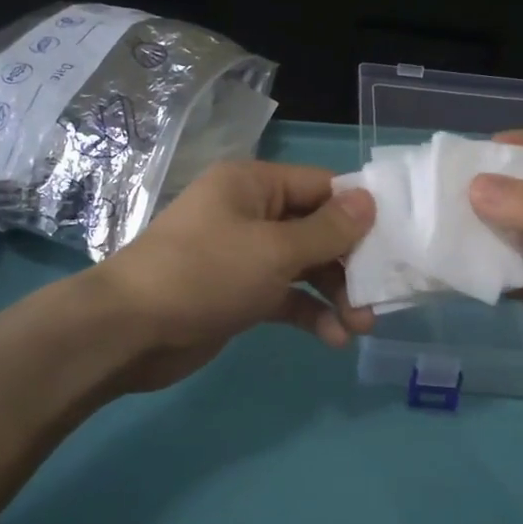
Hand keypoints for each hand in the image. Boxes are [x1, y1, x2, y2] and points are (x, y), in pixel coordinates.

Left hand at [92, 160, 376, 394]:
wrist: (129, 332)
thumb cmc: (205, 274)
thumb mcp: (274, 249)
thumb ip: (328, 230)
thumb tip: (369, 200)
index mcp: (254, 185)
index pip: (321, 187)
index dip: (358, 212)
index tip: (394, 241)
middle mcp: (250, 213)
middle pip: (316, 229)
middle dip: (348, 263)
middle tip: (378, 296)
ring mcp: (243, 255)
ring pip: (303, 266)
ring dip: (333, 293)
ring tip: (359, 326)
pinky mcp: (238, 293)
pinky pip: (284, 296)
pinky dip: (308, 313)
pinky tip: (331, 338)